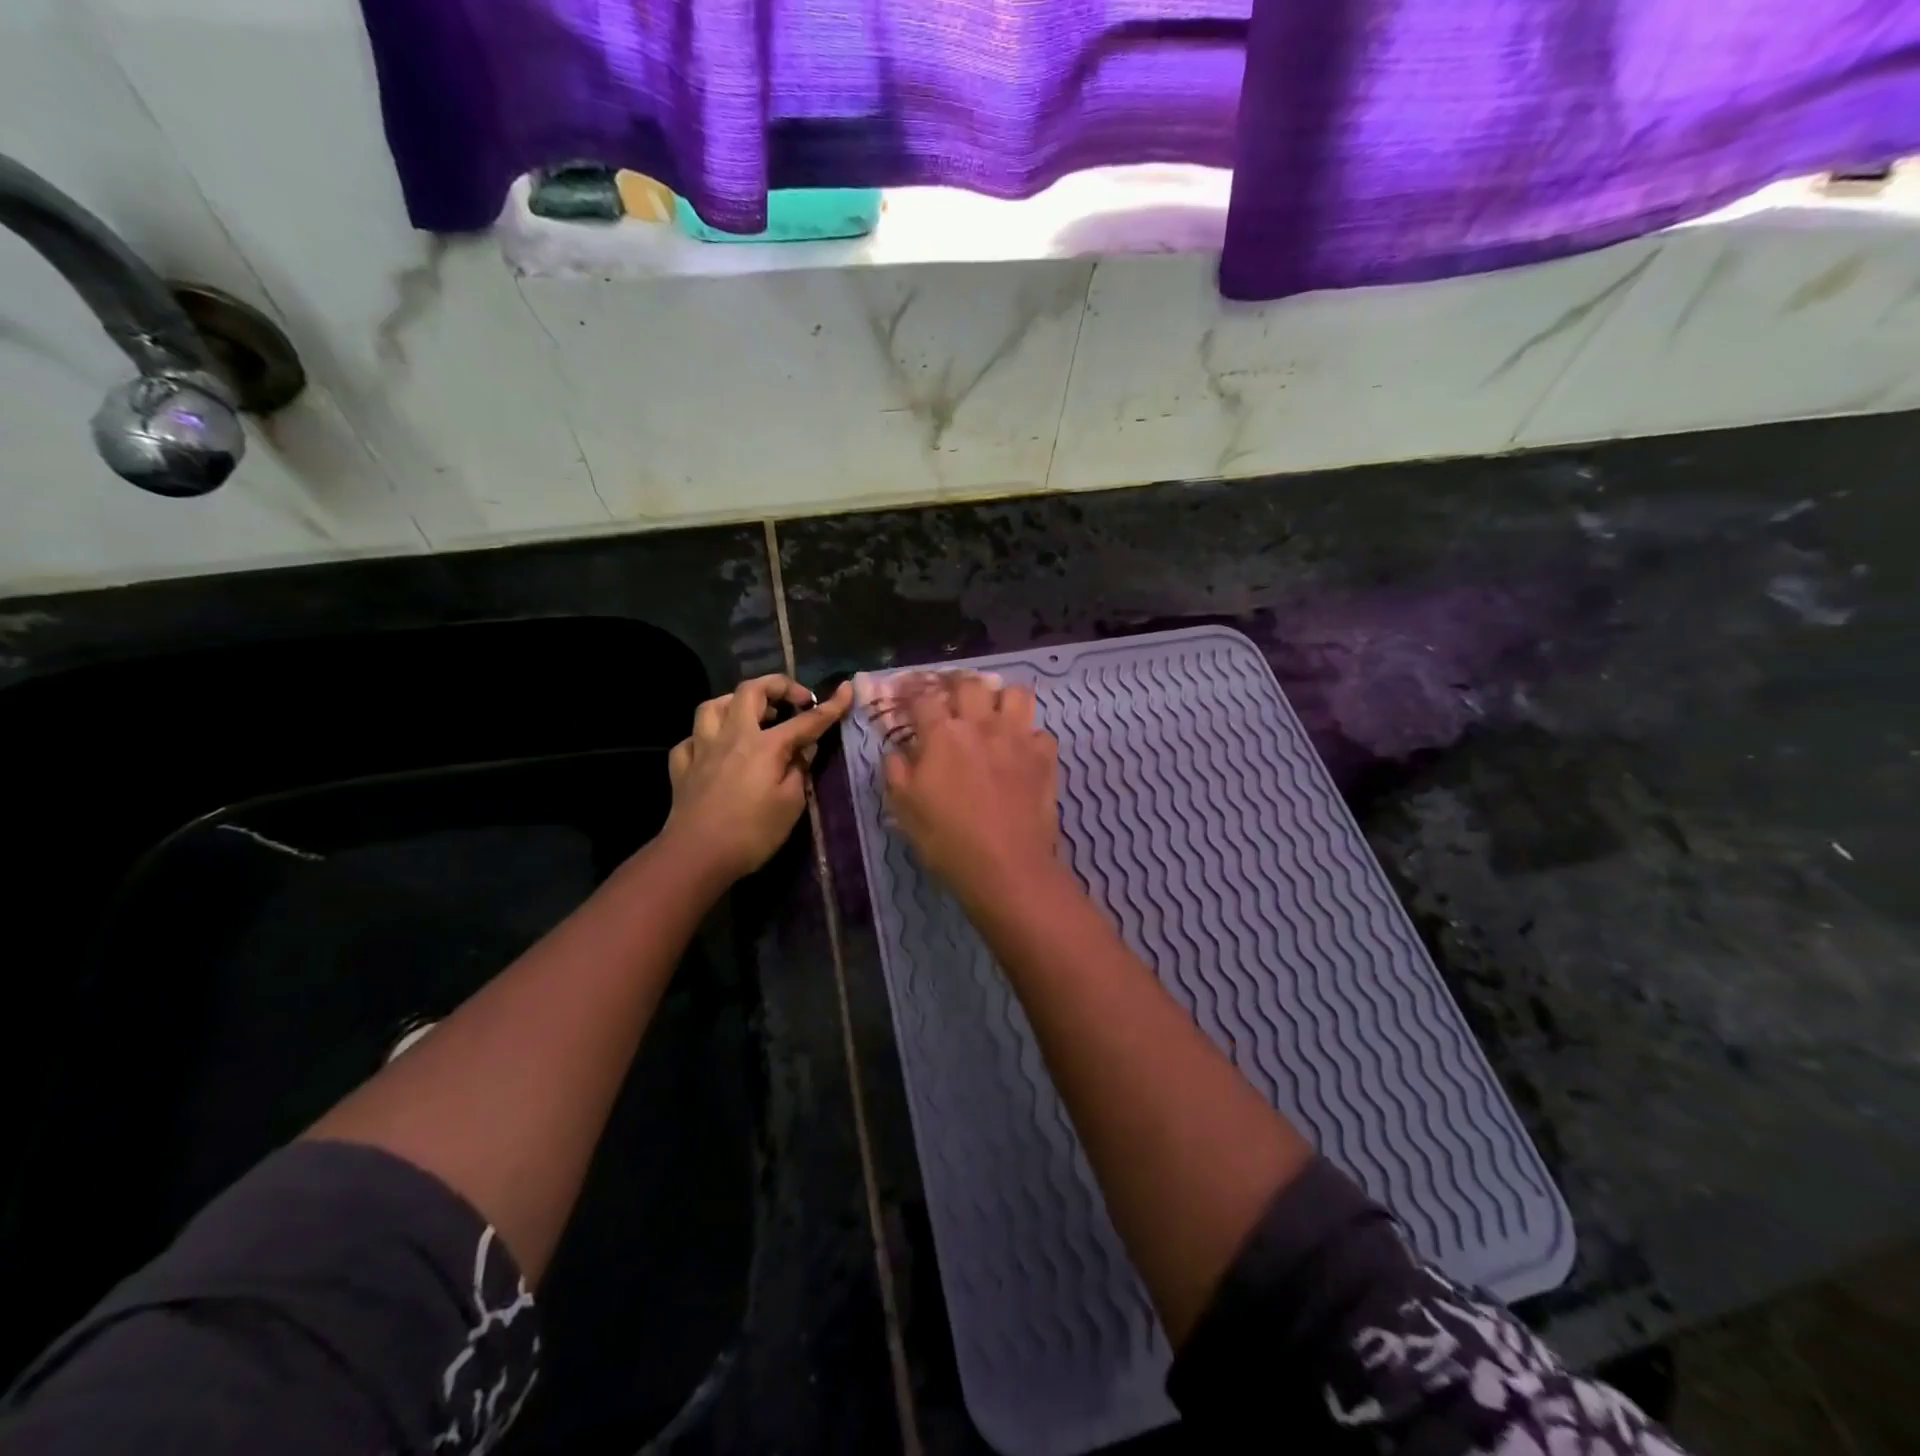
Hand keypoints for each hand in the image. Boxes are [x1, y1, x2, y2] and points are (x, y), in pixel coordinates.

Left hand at [665, 674, 851, 881]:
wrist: (696, 856)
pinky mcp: (682, 767)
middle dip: (777, 686)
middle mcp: (732, 736)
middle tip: (795, 700)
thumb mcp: (791, 804)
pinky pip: (692, 739)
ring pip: (713, 706)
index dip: (829, 706)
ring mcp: (702, 749)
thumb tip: (803, 749)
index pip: (805, 721)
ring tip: (751, 715)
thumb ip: (799, 770)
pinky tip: (715, 749)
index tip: (845, 691)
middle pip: (751, 691)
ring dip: (735, 702)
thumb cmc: (752, 833)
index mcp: (765, 745)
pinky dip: (706, 738)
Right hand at [868, 670, 1060, 901]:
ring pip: (1015, 694)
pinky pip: (1041, 732)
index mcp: (943, 735)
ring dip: (1002, 699)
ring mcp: (1018, 738)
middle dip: (957, 685)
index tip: (907, 697)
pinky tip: (1022, 752)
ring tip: (994, 714)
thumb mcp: (905, 809)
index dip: (912, 693)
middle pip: (970, 684)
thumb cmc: (948, 840)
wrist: (1007, 867)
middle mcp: (981, 725)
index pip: (923, 698)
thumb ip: (896, 771)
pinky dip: (1030, 737)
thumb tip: (897, 749)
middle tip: (952, 699)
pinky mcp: (1045, 757)